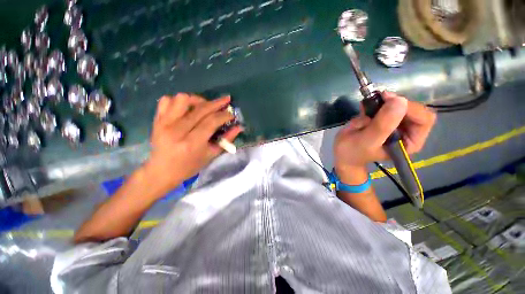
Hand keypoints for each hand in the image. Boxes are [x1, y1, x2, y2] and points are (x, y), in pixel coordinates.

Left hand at [142, 93, 242, 195]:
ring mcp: (164, 123)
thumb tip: (239, 127)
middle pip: (201, 109)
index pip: (212, 121)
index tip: (232, 114)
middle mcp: (177, 130)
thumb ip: (227, 140)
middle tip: (226, 101)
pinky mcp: (157, 120)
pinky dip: (179, 101)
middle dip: (217, 103)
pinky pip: (166, 100)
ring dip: (197, 100)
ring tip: (204, 106)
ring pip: (183, 99)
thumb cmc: (190, 166)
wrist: (162, 171)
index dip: (224, 115)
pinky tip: (186, 109)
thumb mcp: (211, 155)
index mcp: (192, 143)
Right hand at [334, 92, 435, 182]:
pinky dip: (374, 103)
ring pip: (397, 104)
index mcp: (409, 142)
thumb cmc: (352, 152)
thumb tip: (400, 100)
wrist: (341, 153)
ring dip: (380, 104)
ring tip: (365, 109)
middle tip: (375, 101)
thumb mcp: (366, 141)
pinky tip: (364, 108)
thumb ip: (382, 125)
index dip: (409, 108)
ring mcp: (394, 124)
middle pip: (411, 108)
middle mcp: (407, 132)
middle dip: (392, 104)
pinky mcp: (383, 119)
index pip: (423, 119)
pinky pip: (384, 105)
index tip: (387, 101)